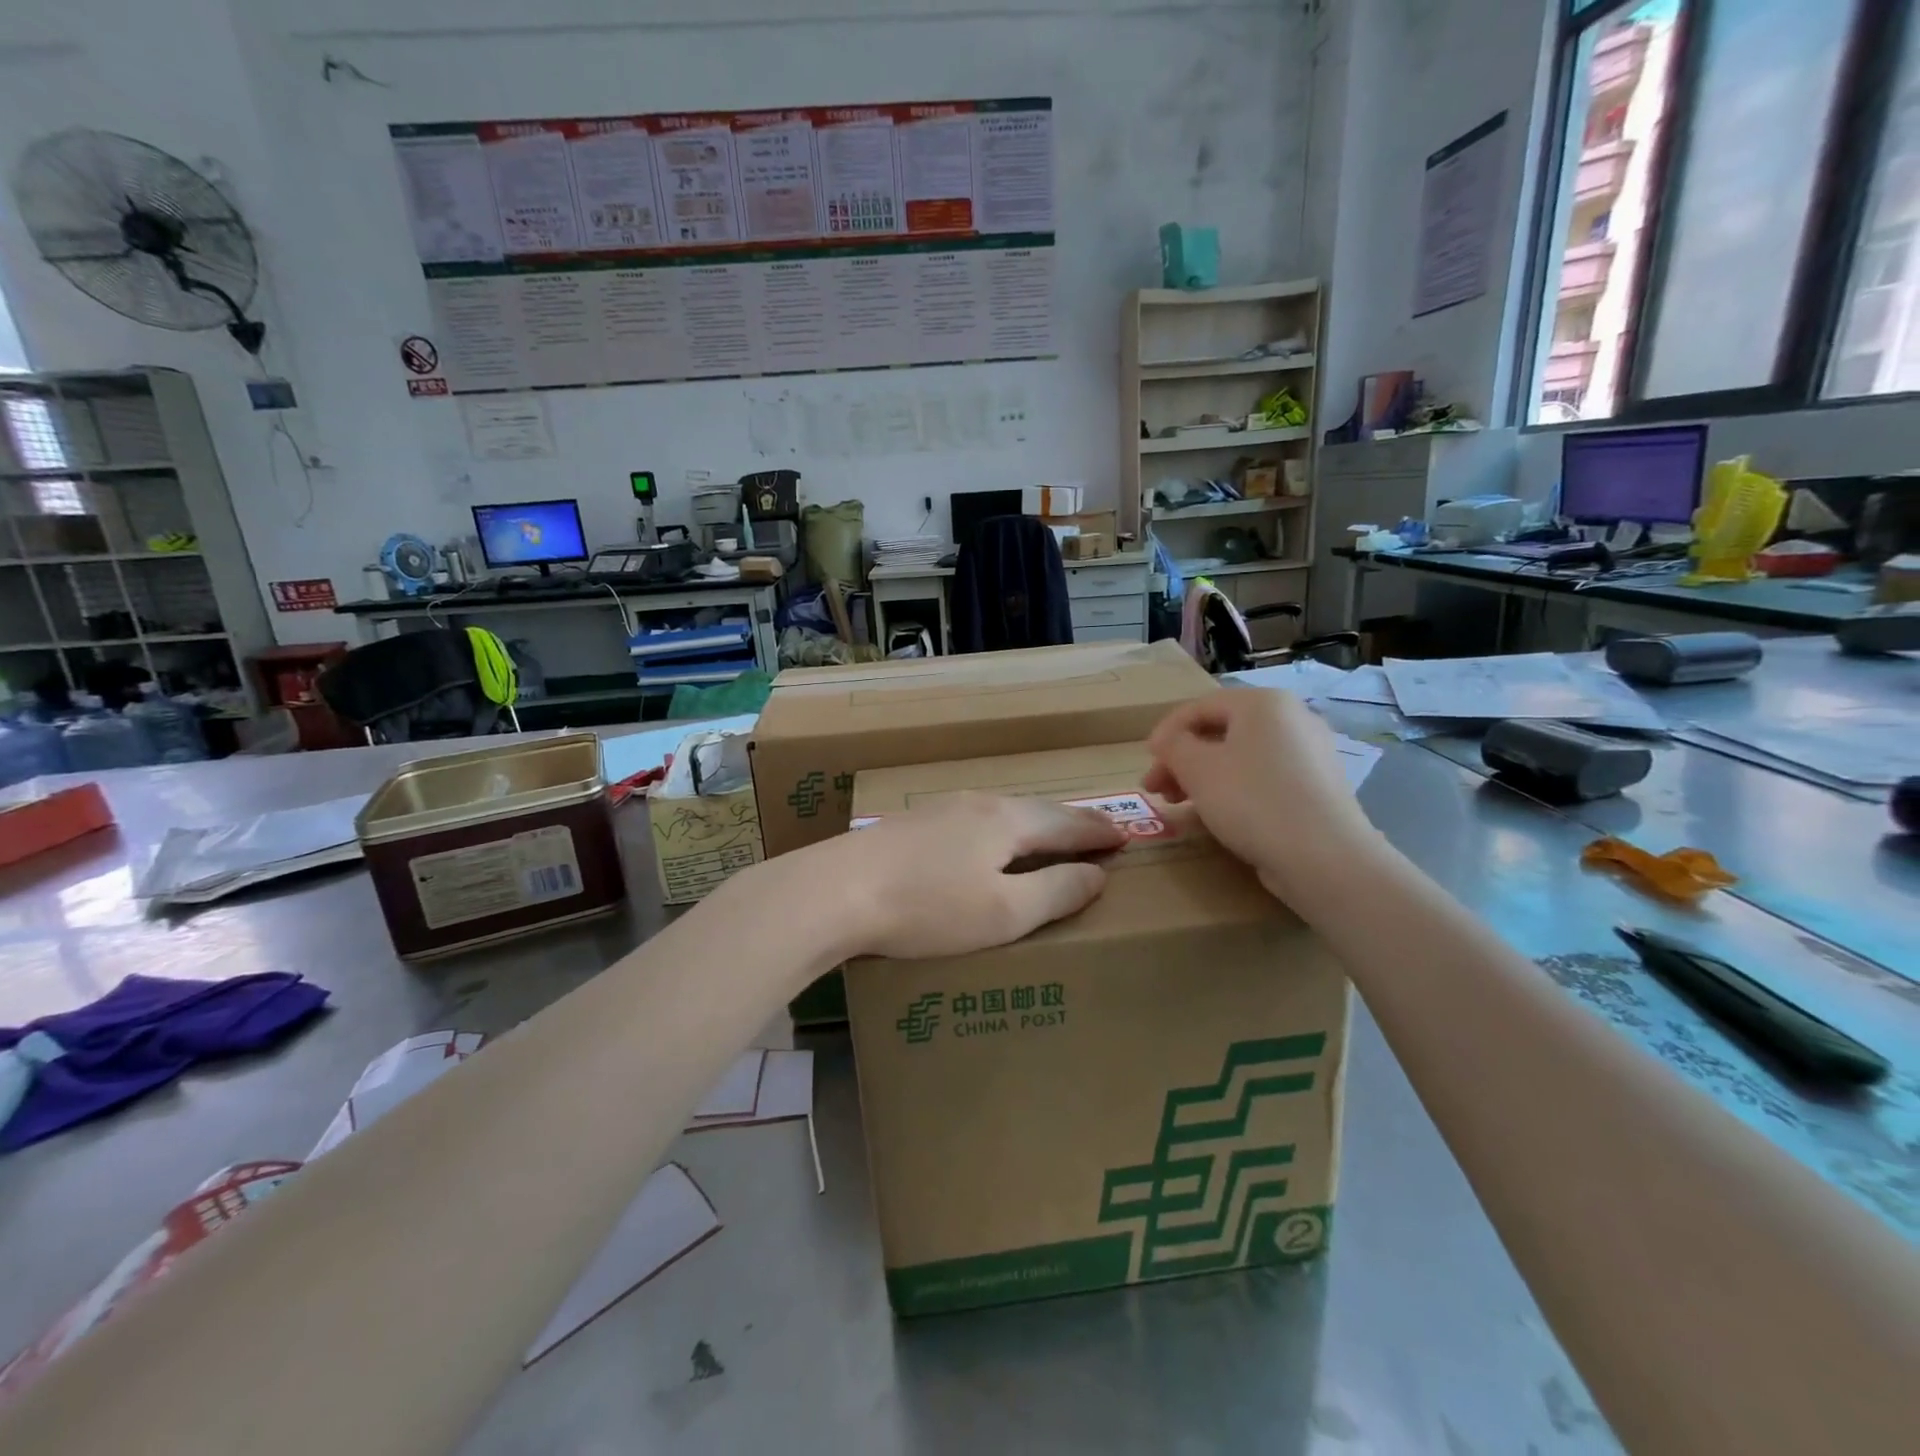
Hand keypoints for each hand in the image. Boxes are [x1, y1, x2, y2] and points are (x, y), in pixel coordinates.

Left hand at [808, 794, 1126, 959]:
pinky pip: (974, 820)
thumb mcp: (1004, 912)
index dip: (1099, 833)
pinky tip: (988, 845)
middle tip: (1098, 832)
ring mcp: (940, 809)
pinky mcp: (912, 824)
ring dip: (1034, 824)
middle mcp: (978, 803)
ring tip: (1049, 838)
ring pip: (1003, 812)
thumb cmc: (929, 908)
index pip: (1068, 823)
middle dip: (1071, 822)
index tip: (1125, 837)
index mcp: (1007, 820)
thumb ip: (1057, 892)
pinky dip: (1001, 831)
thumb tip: (1097, 874)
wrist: (835, 891)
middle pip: (1036, 810)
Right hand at [1143, 689, 1376, 900]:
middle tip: (1155, 789)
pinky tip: (1214, 816)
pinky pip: (1263, 779)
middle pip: (1221, 733)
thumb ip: (1173, 746)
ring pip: (1241, 758)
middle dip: (1182, 760)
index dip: (1166, 731)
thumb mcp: (1197, 768)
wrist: (1324, 857)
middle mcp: (1292, 719)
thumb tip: (1169, 741)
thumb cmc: (1252, 800)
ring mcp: (1309, 755)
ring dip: (1202, 778)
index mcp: (1264, 703)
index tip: (1146, 759)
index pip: (1201, 706)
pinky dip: (1233, 791)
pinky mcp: (1316, 788)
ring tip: (1178, 805)